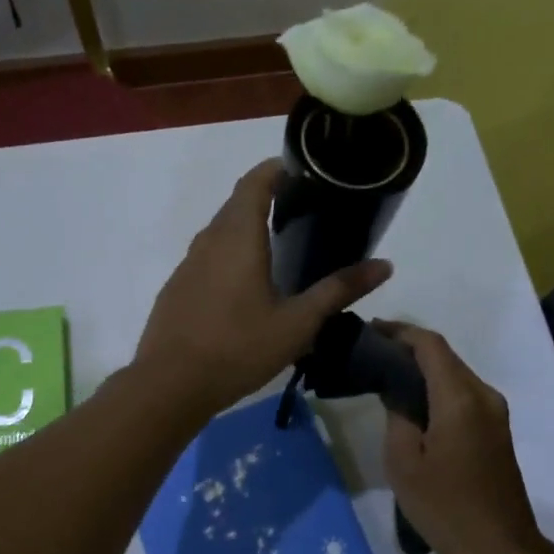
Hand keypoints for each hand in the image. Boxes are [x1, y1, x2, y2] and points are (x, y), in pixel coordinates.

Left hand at [134, 160, 390, 419]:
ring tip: (281, 245)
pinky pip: (208, 255)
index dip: (279, 169)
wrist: (169, 385)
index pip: (256, 181)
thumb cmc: (237, 348)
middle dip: (269, 197)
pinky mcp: (178, 286)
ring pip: (221, 230)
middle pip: (238, 203)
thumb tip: (385, 265)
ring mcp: (188, 263)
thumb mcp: (297, 323)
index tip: (307, 174)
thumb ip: (338, 290)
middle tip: (306, 211)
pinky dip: (231, 253)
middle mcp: (209, 239)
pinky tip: (247, 284)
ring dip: (248, 227)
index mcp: (238, 236)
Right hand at [380, 323, 553, 553]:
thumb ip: (397, 416)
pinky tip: (412, 401)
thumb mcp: (404, 463)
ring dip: (423, 368)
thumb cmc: (446, 508)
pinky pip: (463, 393)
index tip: (370, 331)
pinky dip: (436, 387)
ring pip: (455, 374)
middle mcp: (484, 396)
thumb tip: (395, 392)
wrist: (500, 549)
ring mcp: (495, 413)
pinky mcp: (496, 429)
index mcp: (460, 399)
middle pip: (444, 356)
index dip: (400, 332)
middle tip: (371, 353)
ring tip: (385, 375)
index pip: (430, 345)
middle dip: (408, 348)